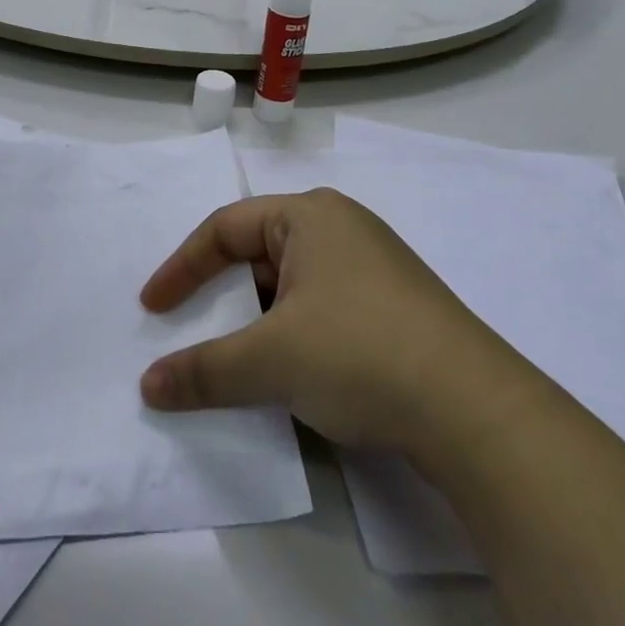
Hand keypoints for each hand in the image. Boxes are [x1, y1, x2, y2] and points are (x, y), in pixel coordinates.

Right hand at [138, 190, 509, 455]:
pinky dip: (294, 332)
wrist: (476, 411)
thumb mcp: (271, 360)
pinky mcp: (395, 305)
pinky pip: (322, 306)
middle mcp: (341, 226)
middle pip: (259, 252)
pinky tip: (294, 372)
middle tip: (193, 331)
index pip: (225, 228)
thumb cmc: (359, 352)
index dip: (182, 267)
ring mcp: (373, 265)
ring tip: (240, 359)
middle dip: (222, 294)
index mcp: (309, 214)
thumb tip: (148, 386)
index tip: (152, 308)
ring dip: (258, 319)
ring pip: (292, 284)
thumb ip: (204, 370)